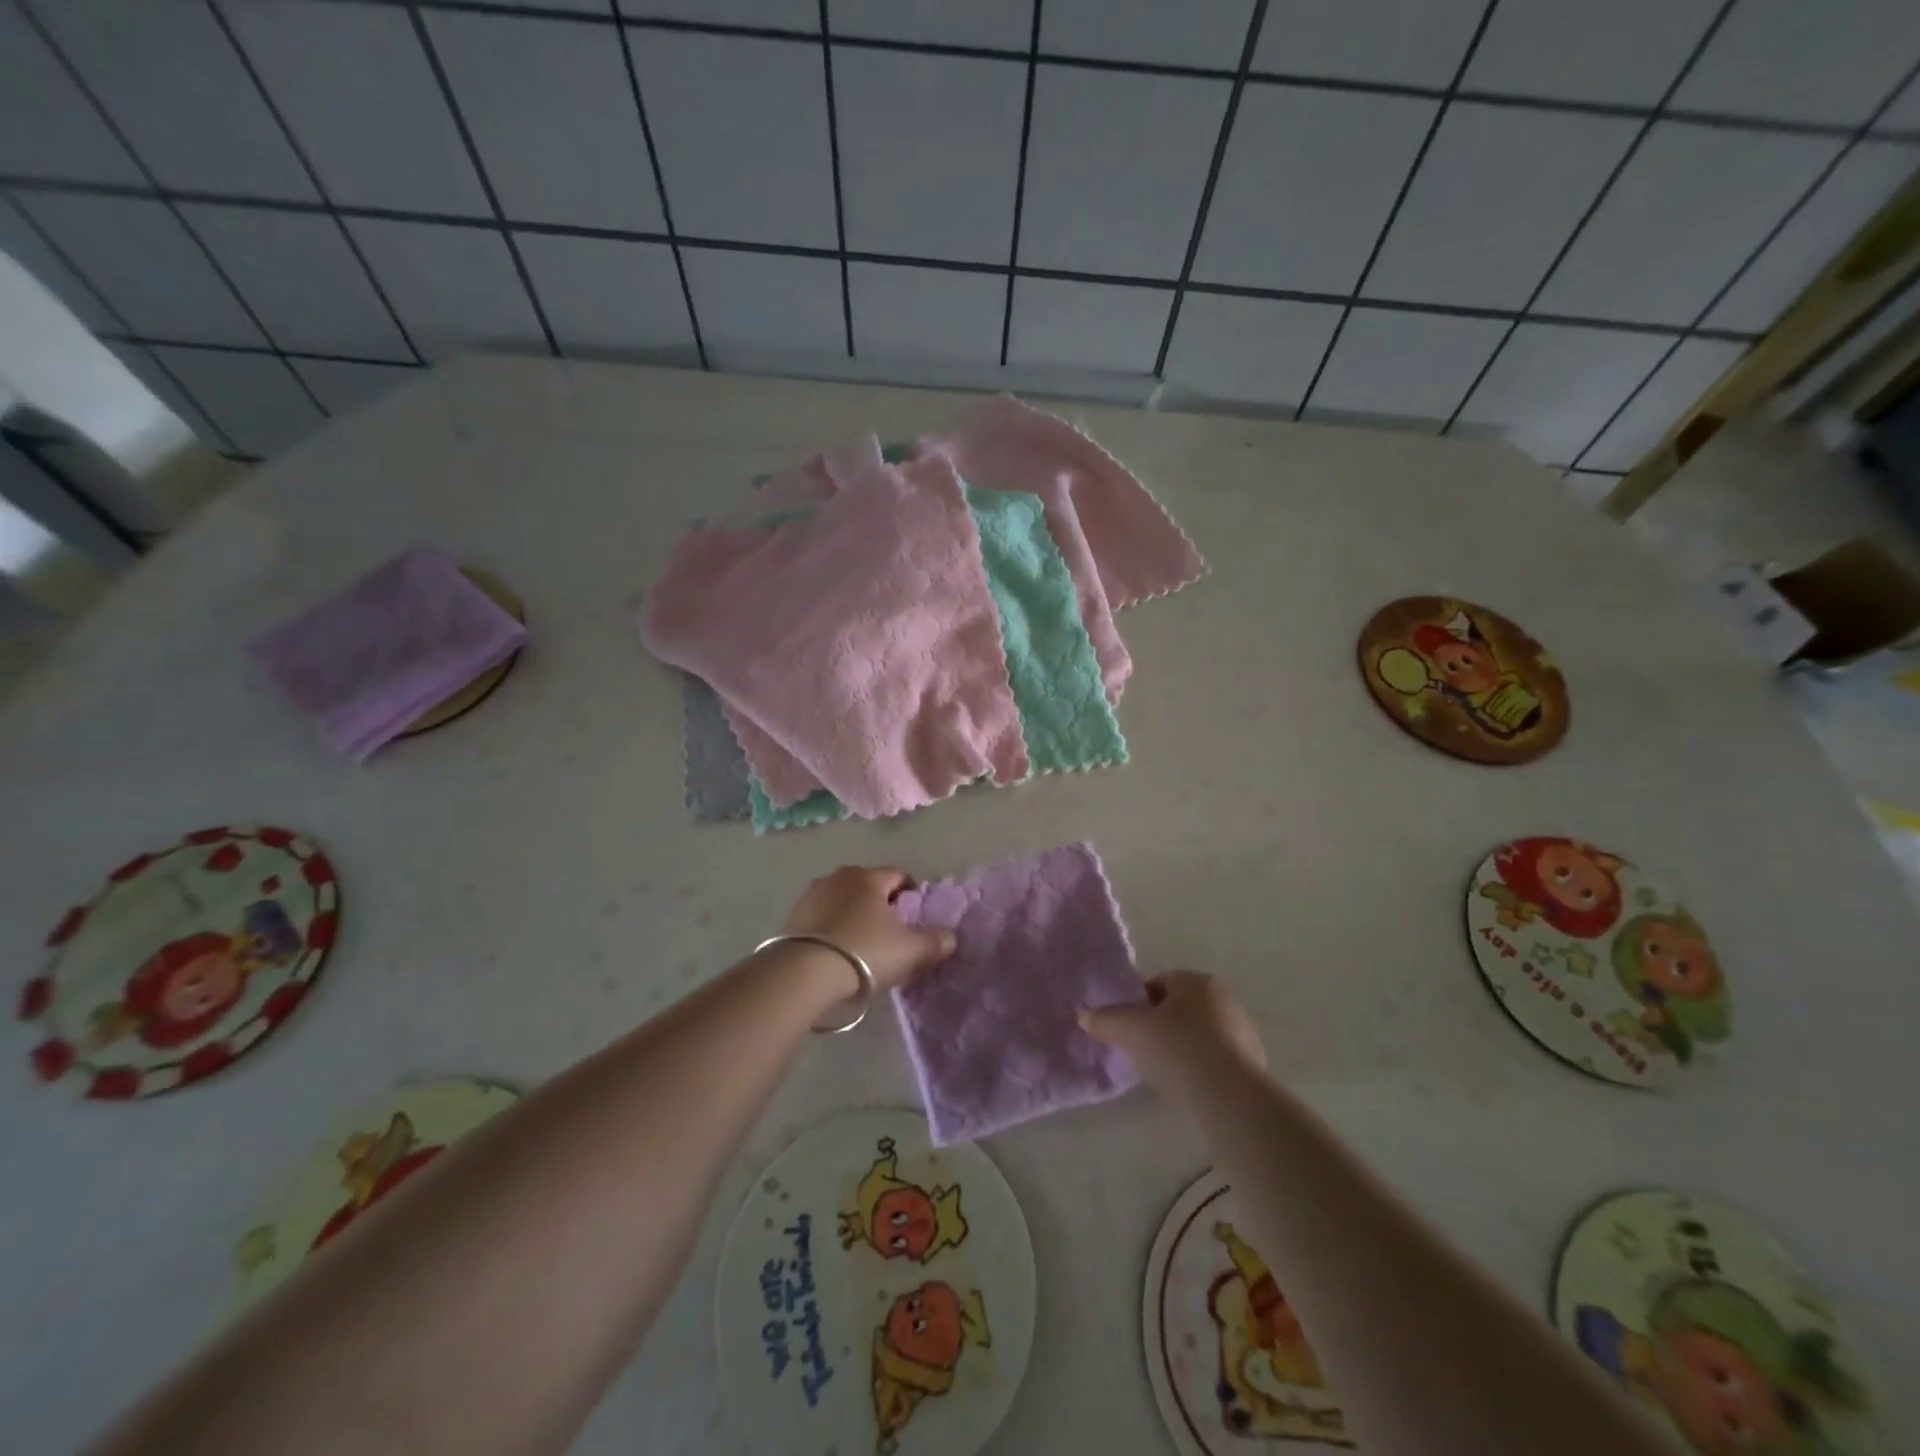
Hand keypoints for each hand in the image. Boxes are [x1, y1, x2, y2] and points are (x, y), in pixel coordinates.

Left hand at [780, 866, 956, 992]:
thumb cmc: (865, 952)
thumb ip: (935, 942)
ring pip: (843, 899)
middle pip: (869, 885)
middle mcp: (839, 877)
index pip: (899, 875)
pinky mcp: (792, 916)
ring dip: (854, 914)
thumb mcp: (910, 951)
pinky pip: (822, 916)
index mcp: (869, 877)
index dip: (911, 893)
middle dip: (881, 903)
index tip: (915, 916)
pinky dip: (832, 927)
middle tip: (890, 932)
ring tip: (861, 943)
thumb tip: (951, 937)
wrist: (804, 973)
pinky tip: (837, 951)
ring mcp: (812, 894)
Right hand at [1079, 971, 1264, 1085]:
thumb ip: (1104, 1020)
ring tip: (1164, 1073)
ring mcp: (1243, 1030)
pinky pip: (1216, 1058)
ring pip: (1199, 1033)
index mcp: (1196, 980)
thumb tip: (1082, 1015)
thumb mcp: (1129, 1030)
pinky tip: (1189, 1086)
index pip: (1158, 984)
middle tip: (1141, 1050)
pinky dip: (1200, 1067)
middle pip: (1179, 1008)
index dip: (1137, 1005)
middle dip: (1159, 1026)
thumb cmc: (1176, 1048)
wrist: (1229, 1096)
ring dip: (1181, 1047)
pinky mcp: (1253, 1062)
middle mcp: (1224, 997)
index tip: (1127, 1029)